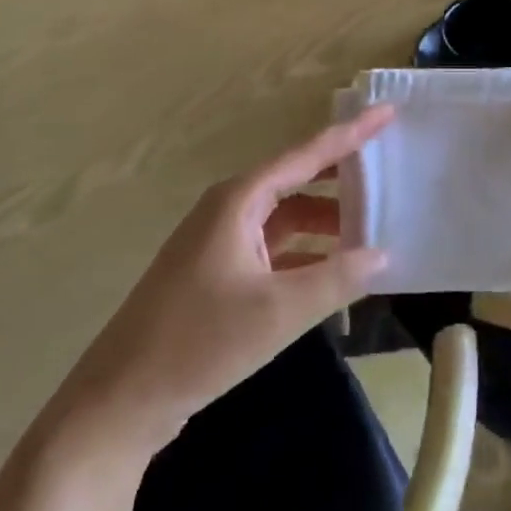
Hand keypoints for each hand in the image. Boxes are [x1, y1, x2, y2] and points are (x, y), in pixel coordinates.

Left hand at [49, 106, 394, 455]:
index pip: (306, 155)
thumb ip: (336, 278)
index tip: (387, 111)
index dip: (350, 133)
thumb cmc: (199, 342)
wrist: (121, 399)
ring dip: (325, 220)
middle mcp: (229, 209)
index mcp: (239, 199)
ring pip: (285, 216)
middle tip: (388, 166)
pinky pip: (273, 247)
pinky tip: (334, 268)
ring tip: (372, 224)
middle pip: (296, 179)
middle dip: (341, 175)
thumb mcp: (278, 312)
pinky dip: (305, 252)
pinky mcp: (217, 273)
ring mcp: (220, 241)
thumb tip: (383, 254)